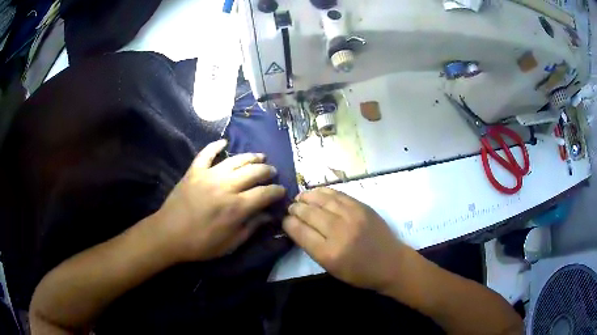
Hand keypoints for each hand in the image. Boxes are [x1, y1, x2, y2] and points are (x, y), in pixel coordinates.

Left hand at [155, 139, 285, 262]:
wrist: (168, 235)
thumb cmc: (201, 244)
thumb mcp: (230, 244)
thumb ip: (251, 227)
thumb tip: (269, 215)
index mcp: (236, 207)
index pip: (264, 193)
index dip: (277, 191)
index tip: (282, 191)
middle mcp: (226, 186)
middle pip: (253, 172)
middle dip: (267, 171)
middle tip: (272, 172)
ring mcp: (208, 175)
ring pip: (235, 160)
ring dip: (251, 157)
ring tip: (260, 156)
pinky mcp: (194, 171)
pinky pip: (206, 153)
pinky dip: (215, 146)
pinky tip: (224, 142)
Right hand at [283, 188, 406, 291]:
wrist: (390, 263)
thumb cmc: (359, 272)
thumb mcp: (331, 268)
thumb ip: (313, 248)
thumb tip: (297, 228)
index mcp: (329, 253)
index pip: (300, 231)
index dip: (288, 223)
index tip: (284, 220)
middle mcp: (339, 232)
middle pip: (309, 213)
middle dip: (295, 209)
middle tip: (290, 208)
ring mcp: (352, 216)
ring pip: (322, 200)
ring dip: (307, 197)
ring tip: (300, 197)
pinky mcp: (362, 207)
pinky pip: (338, 195)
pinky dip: (324, 192)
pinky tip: (316, 192)